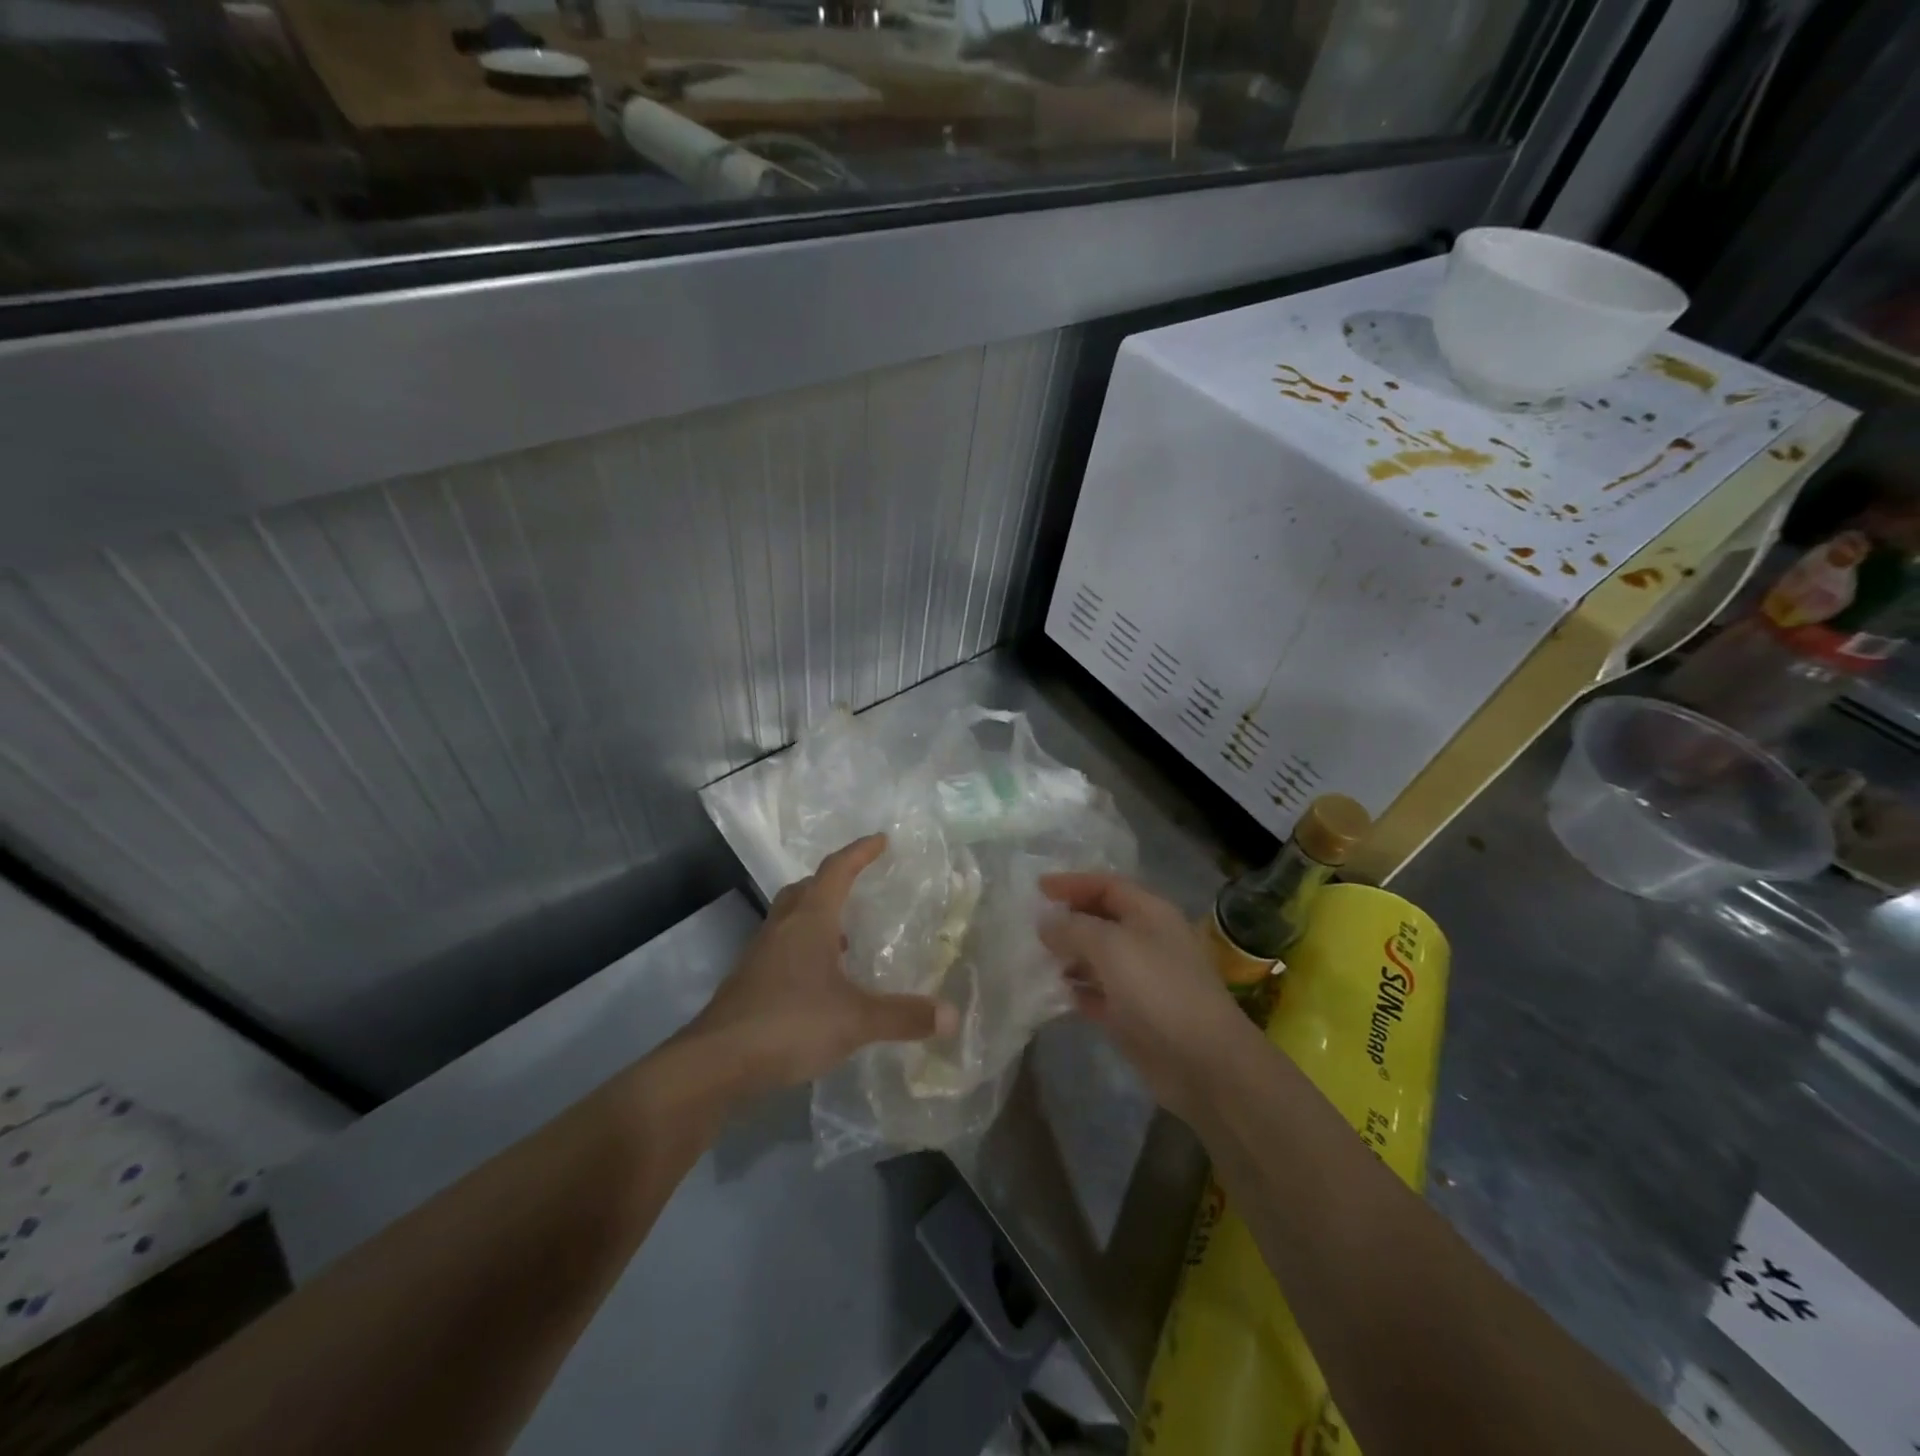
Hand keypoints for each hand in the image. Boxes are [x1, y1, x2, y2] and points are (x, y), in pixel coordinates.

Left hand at [692, 835, 959, 1093]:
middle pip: (805, 889)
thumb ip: (903, 1016)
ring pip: (790, 920)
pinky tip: (819, 982)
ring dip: (816, 918)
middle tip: (857, 885)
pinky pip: (781, 950)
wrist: (715, 1064)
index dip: (859, 852)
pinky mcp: (748, 983)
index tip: (880, 840)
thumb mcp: (855, 1020)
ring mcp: (759, 955)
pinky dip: (803, 950)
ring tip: (844, 937)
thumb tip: (951, 1015)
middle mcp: (782, 928)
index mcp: (809, 921)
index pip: (836, 871)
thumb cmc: (789, 1023)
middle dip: (832, 881)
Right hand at [1039, 873, 1248, 1121]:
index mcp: (1150, 913)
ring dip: (1068, 955)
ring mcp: (1141, 979)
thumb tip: (1046, 922)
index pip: (1107, 885)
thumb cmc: (1158, 990)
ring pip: (1098, 958)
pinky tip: (1052, 991)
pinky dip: (1076, 989)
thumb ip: (1073, 929)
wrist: (1203, 1063)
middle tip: (1031, 923)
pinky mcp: (1133, 1015)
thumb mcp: (1110, 947)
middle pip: (1101, 919)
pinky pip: (1098, 993)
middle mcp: (1147, 940)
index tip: (1038, 888)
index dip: (1073, 883)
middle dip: (1068, 919)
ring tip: (1033, 956)